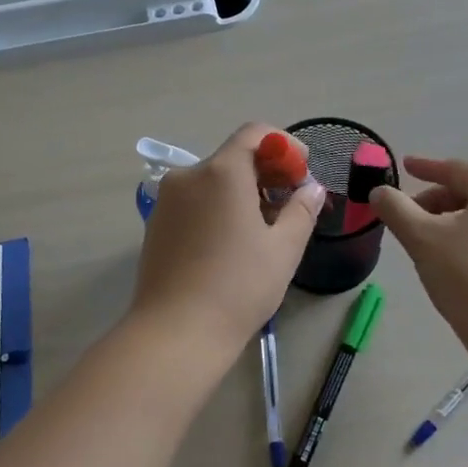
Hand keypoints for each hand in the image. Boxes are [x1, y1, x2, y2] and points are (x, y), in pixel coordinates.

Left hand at [130, 124, 325, 355]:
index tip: (302, 173)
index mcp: (221, 172)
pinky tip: (231, 244)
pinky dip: (218, 208)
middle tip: (291, 205)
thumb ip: (302, 209)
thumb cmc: (238, 286)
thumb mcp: (284, 248)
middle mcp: (188, 176)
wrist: (176, 332)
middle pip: (233, 157)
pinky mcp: (155, 225)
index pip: (255, 134)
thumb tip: (312, 188)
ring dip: (242, 193)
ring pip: (212, 182)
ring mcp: (166, 201)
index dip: (284, 146)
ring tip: (264, 229)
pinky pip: (194, 202)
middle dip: (267, 173)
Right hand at [371, 156, 467, 337]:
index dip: (426, 167)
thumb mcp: (421, 237)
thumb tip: (380, 192)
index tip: (405, 165)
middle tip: (409, 214)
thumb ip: (395, 208)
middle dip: (437, 199)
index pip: (456, 169)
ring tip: (428, 238)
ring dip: (453, 219)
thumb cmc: (466, 274)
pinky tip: (455, 258)